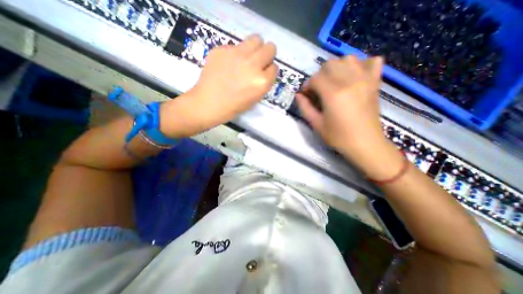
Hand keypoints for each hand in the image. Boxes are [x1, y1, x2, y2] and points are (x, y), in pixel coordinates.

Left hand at [163, 34, 277, 136]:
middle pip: (270, 48)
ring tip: (247, 58)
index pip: (274, 67)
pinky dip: (235, 53)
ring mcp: (237, 54)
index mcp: (261, 82)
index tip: (263, 73)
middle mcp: (252, 65)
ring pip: (256, 39)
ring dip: (255, 48)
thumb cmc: (233, 106)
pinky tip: (228, 64)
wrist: (208, 103)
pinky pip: (236, 45)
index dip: (269, 71)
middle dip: (266, 55)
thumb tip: (265, 70)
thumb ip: (263, 83)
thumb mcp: (255, 98)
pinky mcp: (222, 49)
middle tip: (258, 63)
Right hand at [296, 55, 400, 178]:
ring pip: (348, 58)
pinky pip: (372, 61)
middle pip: (330, 64)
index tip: (306, 95)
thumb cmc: (338, 137)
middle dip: (320, 75)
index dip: (307, 85)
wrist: (365, 144)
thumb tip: (298, 95)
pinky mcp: (375, 82)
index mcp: (333, 94)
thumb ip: (305, 108)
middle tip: (319, 89)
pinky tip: (355, 76)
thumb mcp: (316, 125)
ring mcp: (365, 79)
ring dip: (337, 67)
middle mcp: (350, 81)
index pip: (315, 78)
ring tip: (334, 81)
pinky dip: (362, 64)